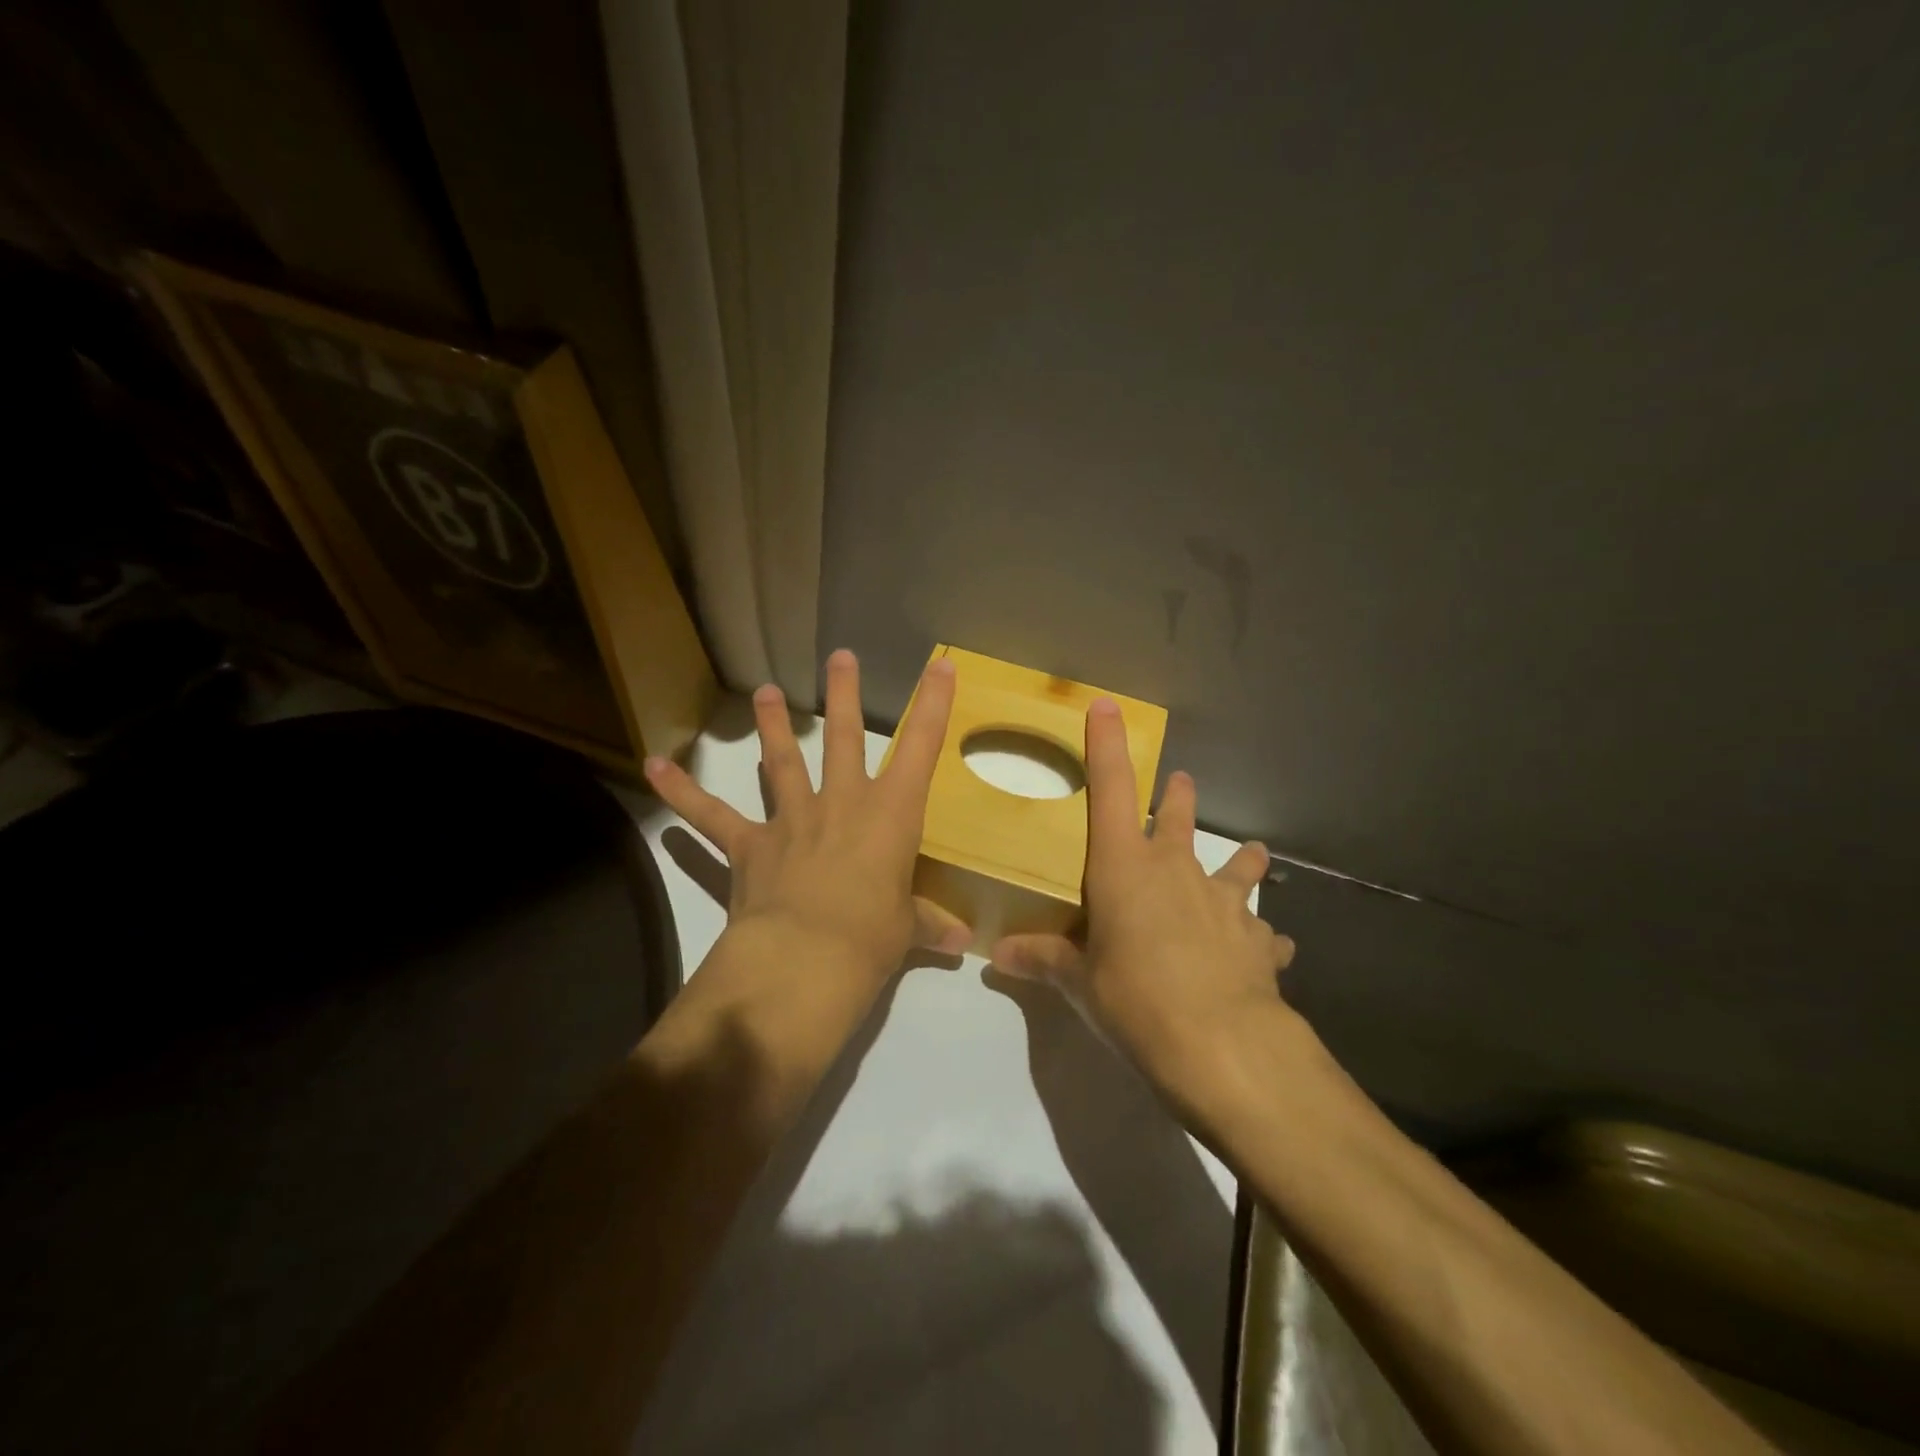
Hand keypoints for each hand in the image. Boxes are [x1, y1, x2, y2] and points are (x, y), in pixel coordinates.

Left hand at [644, 649, 970, 981]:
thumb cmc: (871, 937)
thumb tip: (962, 941)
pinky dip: (682, 792)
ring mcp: (793, 819)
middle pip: (845, 738)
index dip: (933, 704)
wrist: (804, 960)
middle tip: (839, 657)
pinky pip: (712, 815)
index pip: (920, 748)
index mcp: (891, 815)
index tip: (940, 666)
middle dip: (844, 695)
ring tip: (764, 692)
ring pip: (782, 762)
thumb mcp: (906, 929)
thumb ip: (928, 924)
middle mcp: (842, 804)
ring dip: (772, 726)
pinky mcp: (749, 845)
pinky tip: (654, 767)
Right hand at [990, 697, 1296, 1095]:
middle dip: (1178, 797)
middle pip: (1180, 818)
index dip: (1107, 746)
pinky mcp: (1258, 941)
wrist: (1222, 1045)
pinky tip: (1266, 949)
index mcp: (1126, 867)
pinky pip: (1262, 932)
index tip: (1106, 707)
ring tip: (1250, 853)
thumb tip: (998, 955)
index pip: (1111, 790)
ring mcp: (1224, 903)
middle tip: (1181, 783)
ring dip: (1240, 859)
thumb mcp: (1080, 982)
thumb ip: (1043, 960)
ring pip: (1237, 865)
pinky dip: (1260, 936)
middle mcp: (1177, 871)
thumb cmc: (1135, 999)